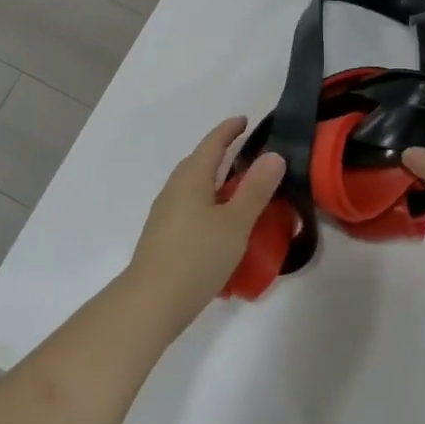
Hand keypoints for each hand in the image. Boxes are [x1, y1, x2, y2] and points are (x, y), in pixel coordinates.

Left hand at [125, 118, 285, 336]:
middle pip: (198, 161)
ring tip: (237, 188)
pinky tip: (218, 223)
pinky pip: (189, 206)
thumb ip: (255, 189)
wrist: (151, 302)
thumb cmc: (196, 256)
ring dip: (213, 180)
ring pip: (192, 185)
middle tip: (246, 153)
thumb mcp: (235, 222)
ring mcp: (165, 213)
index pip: (212, 143)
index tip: (245, 121)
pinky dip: (207, 201)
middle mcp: (174, 189)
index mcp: (192, 178)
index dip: (229, 130)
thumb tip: (273, 155)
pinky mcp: (163, 236)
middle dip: (220, 153)